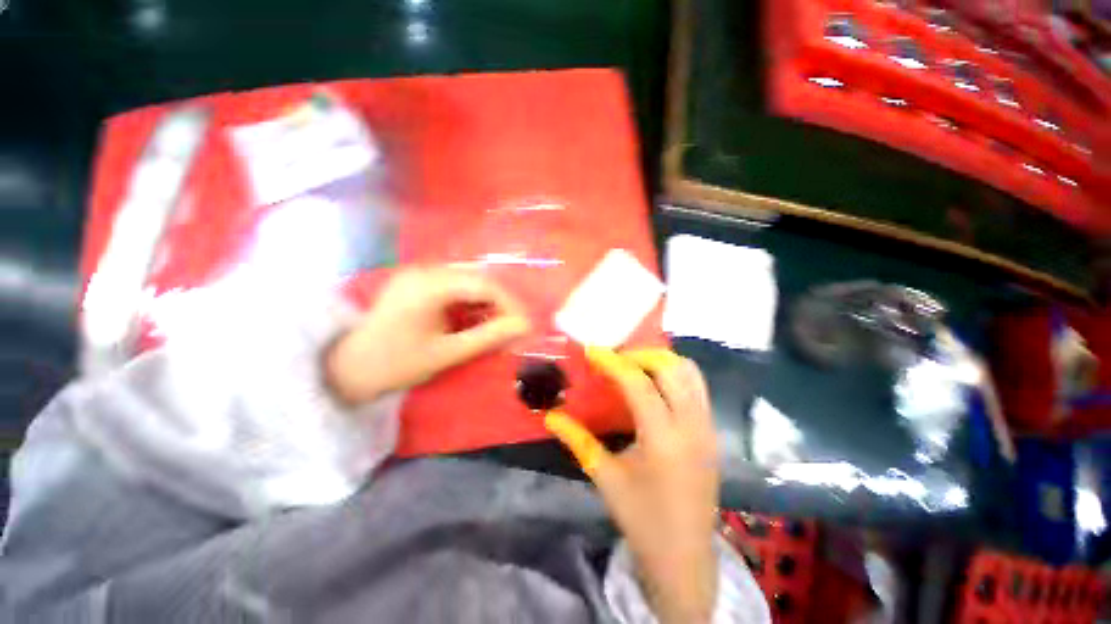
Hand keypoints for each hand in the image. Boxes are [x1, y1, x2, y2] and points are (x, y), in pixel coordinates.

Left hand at [326, 267, 531, 404]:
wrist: (348, 368)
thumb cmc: (396, 364)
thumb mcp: (447, 353)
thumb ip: (489, 336)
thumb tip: (525, 327)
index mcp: (429, 285)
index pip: (484, 285)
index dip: (510, 304)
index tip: (525, 326)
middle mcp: (425, 270)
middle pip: (478, 279)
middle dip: (501, 303)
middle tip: (514, 327)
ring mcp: (420, 273)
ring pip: (469, 281)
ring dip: (488, 302)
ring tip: (498, 325)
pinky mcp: (418, 281)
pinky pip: (456, 286)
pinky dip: (471, 302)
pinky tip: (476, 318)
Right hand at [545, 347, 718, 623]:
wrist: (686, 559)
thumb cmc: (642, 520)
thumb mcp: (605, 477)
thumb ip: (578, 440)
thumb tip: (550, 416)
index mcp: (663, 440)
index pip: (638, 383)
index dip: (613, 362)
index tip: (593, 351)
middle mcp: (691, 426)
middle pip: (670, 368)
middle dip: (639, 354)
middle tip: (614, 359)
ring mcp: (707, 427)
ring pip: (689, 372)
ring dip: (660, 361)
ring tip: (634, 367)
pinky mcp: (713, 431)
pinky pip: (697, 387)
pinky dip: (674, 374)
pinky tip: (654, 385)